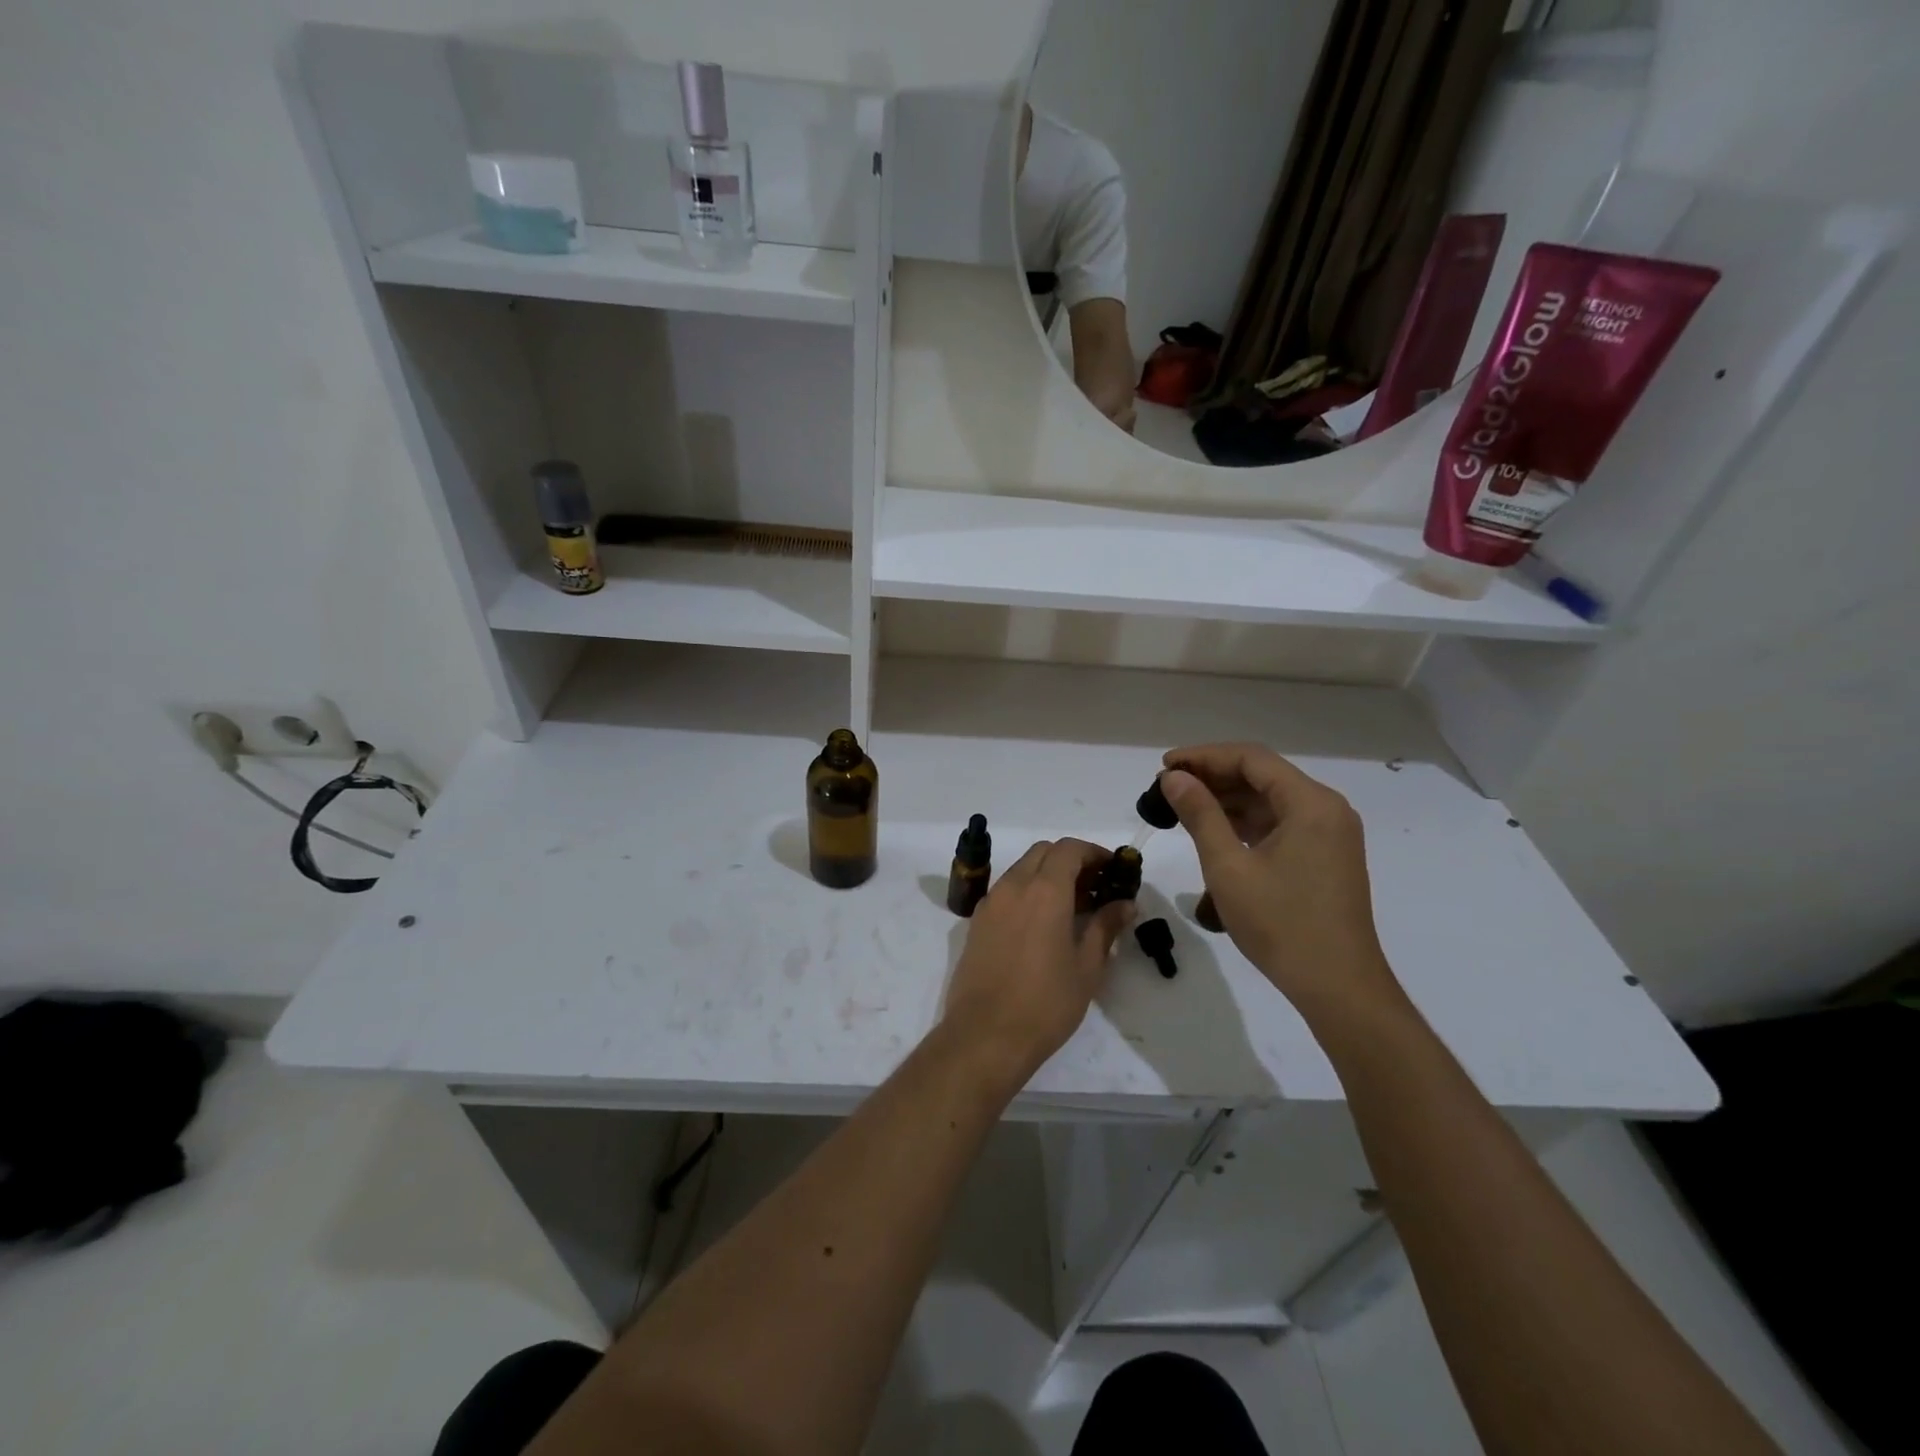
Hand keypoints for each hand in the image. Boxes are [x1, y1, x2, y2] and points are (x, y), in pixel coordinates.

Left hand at [941, 838, 1133, 1085]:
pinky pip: (1006, 890)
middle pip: (1043, 852)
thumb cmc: (1045, 1003)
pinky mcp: (977, 922)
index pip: (1069, 849)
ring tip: (1072, 907)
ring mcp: (990, 903)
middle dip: (1071, 860)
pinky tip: (1043, 923)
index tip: (1113, 870)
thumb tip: (1125, 904)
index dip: (1094, 852)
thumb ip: (1105, 927)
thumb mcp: (1087, 967)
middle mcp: (1013, 886)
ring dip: (1047, 875)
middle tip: (1095, 887)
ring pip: (1022, 869)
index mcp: (1044, 891)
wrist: (985, 1036)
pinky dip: (1027, 891)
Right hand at [1160, 744, 1401, 1016]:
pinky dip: (1245, 823)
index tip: (1164, 766)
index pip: (1251, 759)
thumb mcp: (1228, 867)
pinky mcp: (1324, 857)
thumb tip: (1173, 778)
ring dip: (1227, 800)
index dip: (1204, 756)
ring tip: (1181, 807)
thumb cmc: (1281, 924)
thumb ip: (1200, 814)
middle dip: (1213, 777)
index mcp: (1310, 804)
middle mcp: (1326, 810)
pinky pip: (1279, 824)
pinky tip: (1213, 830)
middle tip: (1167, 788)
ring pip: (1270, 800)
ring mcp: (1329, 834)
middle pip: (1262, 776)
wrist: (1337, 986)